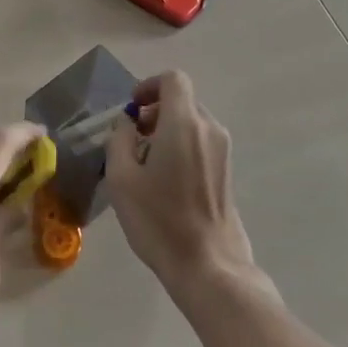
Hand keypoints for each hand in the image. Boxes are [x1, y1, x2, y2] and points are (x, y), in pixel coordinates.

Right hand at [104, 71, 257, 298]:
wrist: (209, 267)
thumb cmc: (159, 220)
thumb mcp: (121, 178)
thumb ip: (119, 139)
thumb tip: (127, 123)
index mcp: (184, 123)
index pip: (173, 79)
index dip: (149, 85)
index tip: (132, 110)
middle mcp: (209, 129)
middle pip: (182, 101)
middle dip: (155, 112)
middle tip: (132, 141)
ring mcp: (223, 151)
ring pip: (192, 123)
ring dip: (167, 131)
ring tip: (146, 165)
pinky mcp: (227, 172)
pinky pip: (201, 143)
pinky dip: (181, 147)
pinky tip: (166, 182)